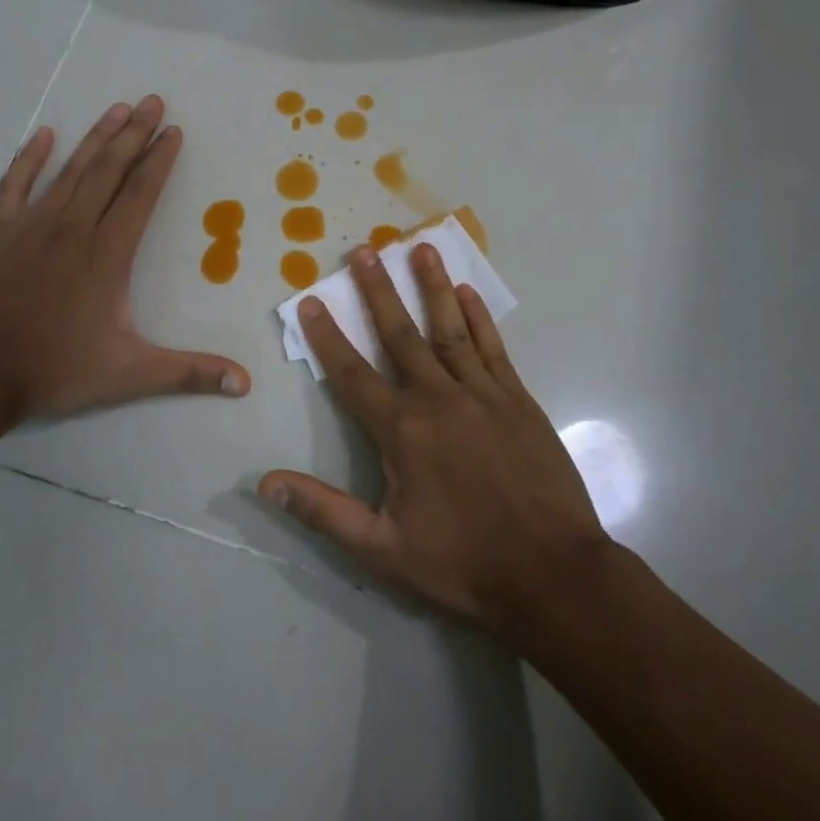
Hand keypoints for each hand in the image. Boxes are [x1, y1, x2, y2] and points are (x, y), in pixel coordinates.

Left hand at [0, 96, 249, 423]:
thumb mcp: (130, 374)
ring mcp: (32, 226)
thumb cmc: (56, 370)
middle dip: (134, 134)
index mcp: (107, 254)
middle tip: (152, 101)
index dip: (159, 160)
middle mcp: (74, 228)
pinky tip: (43, 135)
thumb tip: (244, 384)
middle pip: (110, 170)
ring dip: (96, 138)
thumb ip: (189, 374)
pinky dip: (29, 158)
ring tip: (116, 108)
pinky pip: (16, 185)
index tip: (173, 131)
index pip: (141, 194)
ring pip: (71, 170)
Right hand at [259, 242, 606, 637]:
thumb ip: (323, 510)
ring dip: (432, 286)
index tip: (311, 301)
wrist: (553, 573)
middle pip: (400, 334)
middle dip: (378, 290)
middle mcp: (438, 398)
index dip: (327, 337)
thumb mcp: (382, 550)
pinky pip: (492, 348)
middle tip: (364, 249)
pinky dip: (479, 318)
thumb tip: (266, 483)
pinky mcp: (518, 400)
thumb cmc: (463, 564)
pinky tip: (468, 293)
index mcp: (402, 430)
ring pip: (449, 328)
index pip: (352, 374)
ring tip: (421, 247)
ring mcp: (482, 394)